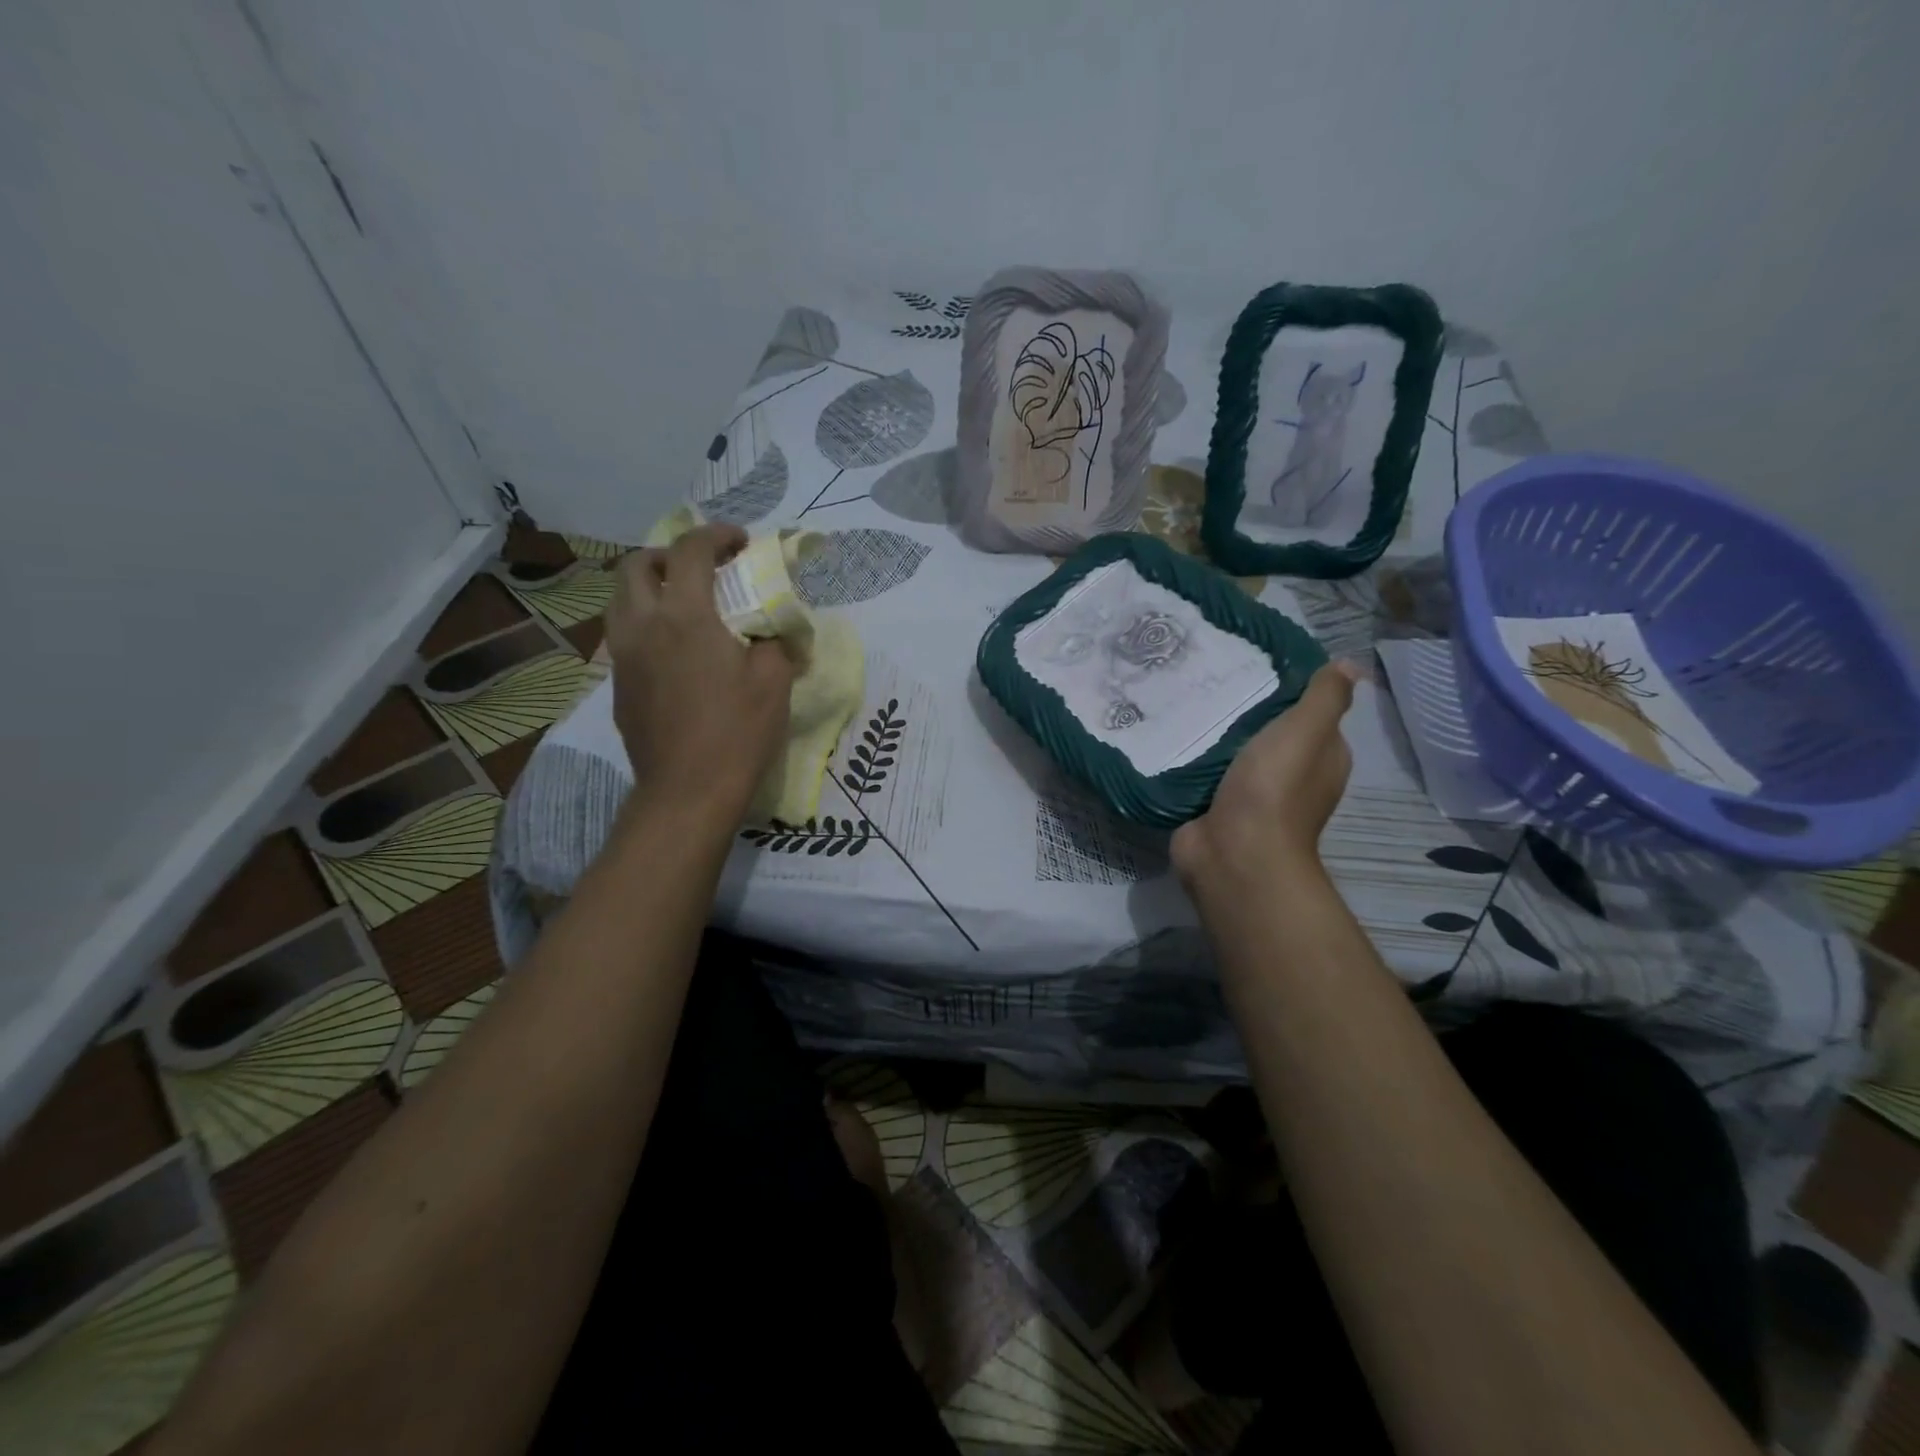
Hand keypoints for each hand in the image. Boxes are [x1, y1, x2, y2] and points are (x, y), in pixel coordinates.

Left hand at [604, 523, 794, 826]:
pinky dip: (646, 623)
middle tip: (703, 570)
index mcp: (684, 616)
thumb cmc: (737, 733)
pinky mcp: (618, 685)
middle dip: (669, 554)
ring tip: (685, 606)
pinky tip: (675, 651)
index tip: (740, 542)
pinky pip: (625, 635)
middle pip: (637, 565)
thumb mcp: (774, 681)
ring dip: (651, 587)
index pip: (690, 550)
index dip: (716, 535)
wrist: (687, 791)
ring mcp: (623, 656)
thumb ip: (774, 640)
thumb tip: (770, 630)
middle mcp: (643, 625)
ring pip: (621, 599)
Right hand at [1171, 661, 1360, 884]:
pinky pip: (1206, 774)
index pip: (1313, 715)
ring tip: (1188, 696)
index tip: (1258, 663)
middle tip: (1214, 676)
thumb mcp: (1307, 730)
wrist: (1233, 853)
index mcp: (1323, 759)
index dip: (1291, 691)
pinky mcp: (1217, 807)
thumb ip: (1325, 697)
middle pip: (1271, 733)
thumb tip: (1349, 665)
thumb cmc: (1274, 789)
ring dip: (1216, 733)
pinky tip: (1175, 733)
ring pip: (1235, 753)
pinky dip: (1194, 758)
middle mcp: (1293, 778)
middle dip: (1247, 710)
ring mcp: (1252, 796)